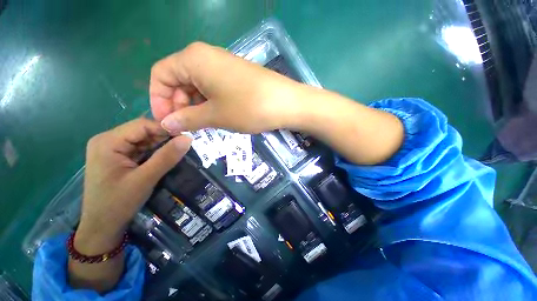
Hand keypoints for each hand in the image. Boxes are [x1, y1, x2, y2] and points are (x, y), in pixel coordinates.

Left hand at [75, 118, 191, 252]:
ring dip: (161, 145)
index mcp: (108, 142)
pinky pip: (141, 149)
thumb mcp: (145, 179)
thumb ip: (167, 157)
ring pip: (144, 140)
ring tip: (179, 151)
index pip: (142, 125)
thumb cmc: (118, 204)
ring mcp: (113, 149)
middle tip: (184, 145)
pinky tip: (166, 157)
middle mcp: (108, 140)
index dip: (166, 129)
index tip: (186, 137)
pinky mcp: (118, 158)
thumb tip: (188, 138)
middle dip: (164, 138)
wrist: (102, 227)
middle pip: (142, 131)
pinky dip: (155, 152)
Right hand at [149, 42, 306, 133]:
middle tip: (185, 127)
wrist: (286, 103)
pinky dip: (208, 102)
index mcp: (194, 59)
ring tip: (200, 125)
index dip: (158, 99)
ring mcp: (223, 66)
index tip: (166, 122)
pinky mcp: (235, 76)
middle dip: (177, 104)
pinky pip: (213, 88)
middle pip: (178, 79)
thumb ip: (187, 118)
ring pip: (197, 85)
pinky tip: (214, 116)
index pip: (161, 75)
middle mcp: (205, 57)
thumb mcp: (215, 115)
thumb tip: (165, 124)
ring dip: (194, 105)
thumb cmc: (248, 107)